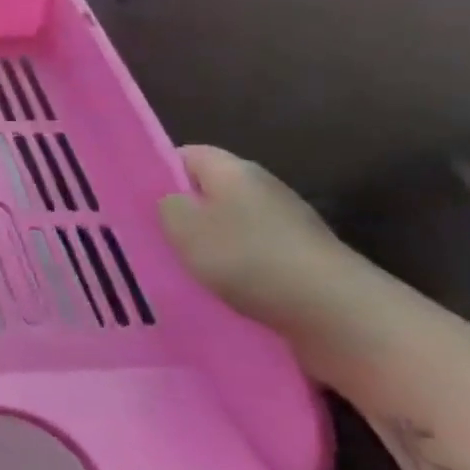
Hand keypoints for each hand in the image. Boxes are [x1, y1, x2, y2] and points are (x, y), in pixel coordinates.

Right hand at [159, 145, 368, 333]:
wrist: (337, 314)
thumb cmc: (248, 258)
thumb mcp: (183, 227)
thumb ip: (165, 206)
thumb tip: (170, 201)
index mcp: (233, 170)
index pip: (185, 154)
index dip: (157, 171)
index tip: (132, 199)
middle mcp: (262, 189)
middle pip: (208, 191)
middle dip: (180, 213)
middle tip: (147, 237)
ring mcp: (286, 226)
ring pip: (229, 227)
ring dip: (206, 246)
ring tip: (177, 269)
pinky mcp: (300, 261)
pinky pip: (251, 257)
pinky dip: (232, 271)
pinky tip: (216, 293)